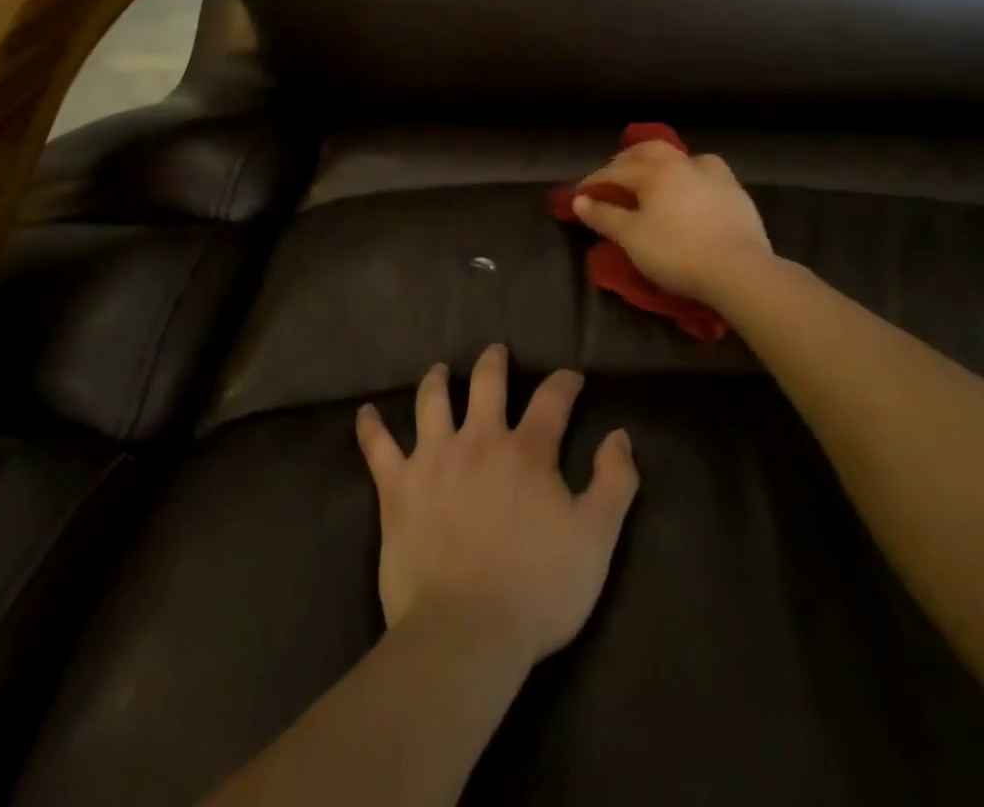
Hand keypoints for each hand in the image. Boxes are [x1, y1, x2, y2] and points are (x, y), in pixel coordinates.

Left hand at [355, 345, 638, 669]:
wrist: (465, 632)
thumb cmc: (538, 589)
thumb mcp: (596, 539)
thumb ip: (614, 482)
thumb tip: (619, 435)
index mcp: (527, 451)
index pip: (551, 399)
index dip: (564, 382)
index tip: (571, 378)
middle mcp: (479, 439)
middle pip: (486, 382)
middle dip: (494, 362)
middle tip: (496, 352)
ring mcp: (433, 459)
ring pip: (432, 401)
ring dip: (436, 380)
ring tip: (439, 370)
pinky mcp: (397, 487)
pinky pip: (377, 447)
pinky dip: (371, 427)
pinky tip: (365, 413)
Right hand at [570, 140, 772, 302]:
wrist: (740, 270)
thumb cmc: (676, 252)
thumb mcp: (631, 237)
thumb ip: (604, 216)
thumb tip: (579, 200)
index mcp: (656, 170)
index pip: (616, 171)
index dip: (594, 183)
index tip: (578, 196)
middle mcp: (684, 163)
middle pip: (649, 151)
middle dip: (626, 160)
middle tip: (612, 175)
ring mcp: (715, 176)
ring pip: (682, 157)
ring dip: (661, 162)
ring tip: (653, 177)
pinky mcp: (736, 194)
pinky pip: (706, 174)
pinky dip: (689, 176)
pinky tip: (689, 191)